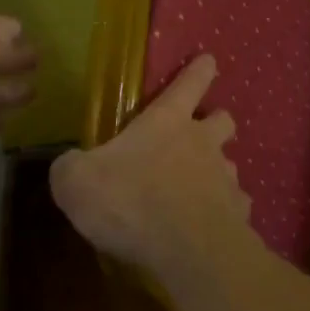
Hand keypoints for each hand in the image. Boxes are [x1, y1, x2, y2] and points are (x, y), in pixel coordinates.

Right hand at [49, 55, 252, 274]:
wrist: (186, 250)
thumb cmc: (130, 202)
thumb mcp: (76, 182)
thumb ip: (71, 168)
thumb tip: (70, 165)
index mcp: (167, 122)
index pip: (189, 83)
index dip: (199, 70)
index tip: (209, 60)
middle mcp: (203, 143)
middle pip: (223, 119)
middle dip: (216, 120)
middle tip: (202, 133)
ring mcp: (226, 178)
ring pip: (230, 164)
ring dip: (216, 171)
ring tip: (198, 190)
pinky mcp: (239, 214)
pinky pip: (234, 205)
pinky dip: (224, 212)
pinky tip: (209, 227)